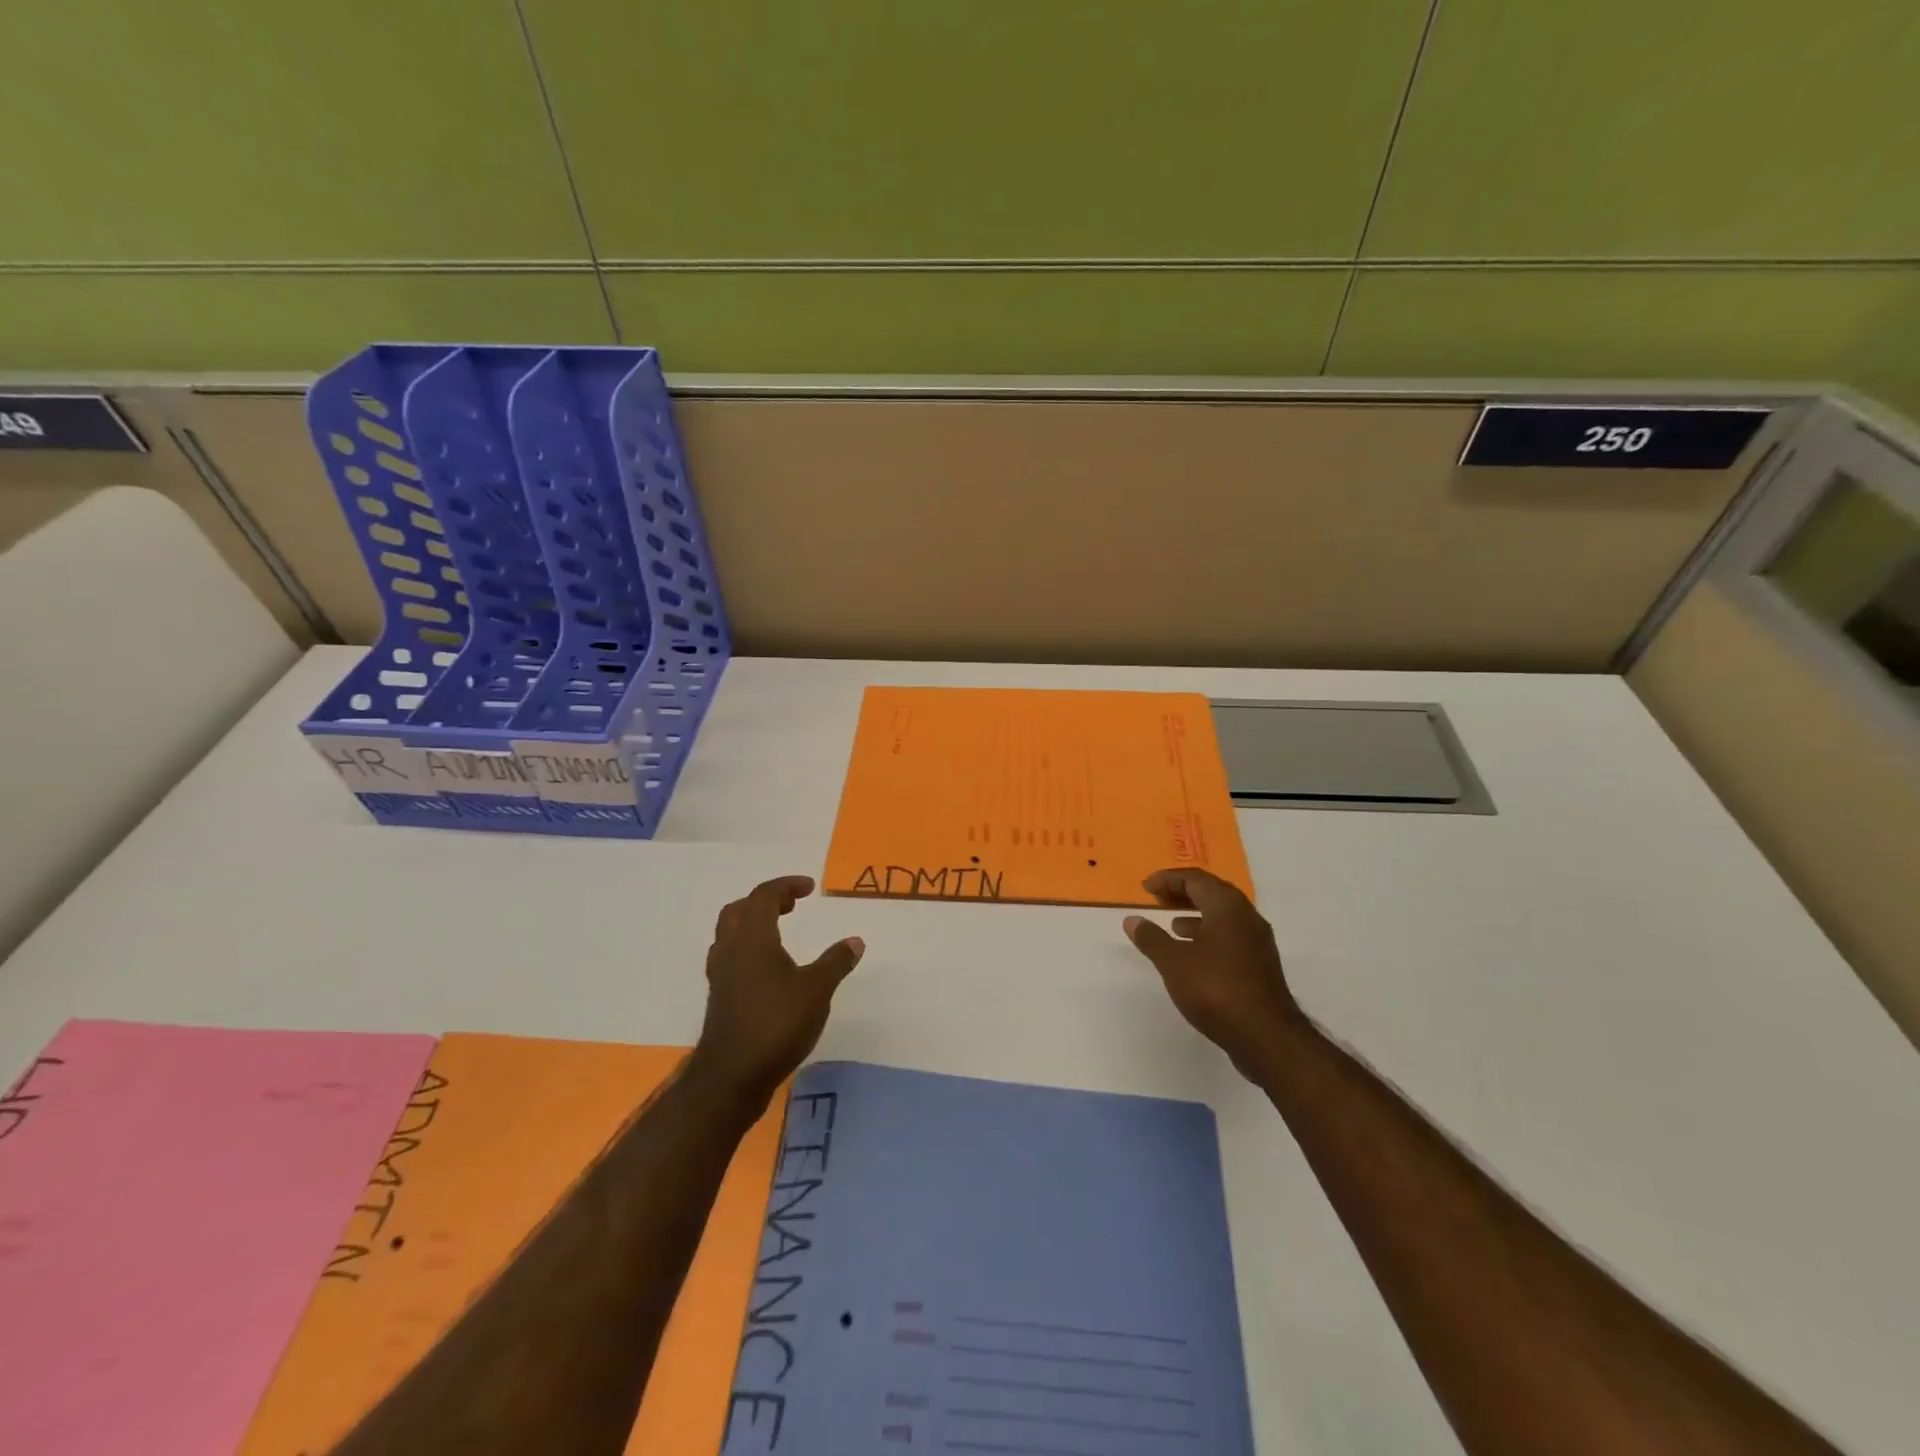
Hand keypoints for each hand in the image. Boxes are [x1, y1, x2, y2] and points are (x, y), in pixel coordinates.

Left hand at [690, 875, 863, 1109]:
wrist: (731, 1077)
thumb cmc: (776, 1024)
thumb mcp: (817, 990)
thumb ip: (836, 962)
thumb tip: (855, 940)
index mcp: (752, 939)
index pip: (763, 897)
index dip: (786, 886)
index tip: (810, 888)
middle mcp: (731, 950)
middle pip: (739, 910)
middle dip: (765, 901)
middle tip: (792, 905)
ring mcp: (721, 975)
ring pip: (730, 933)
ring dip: (754, 923)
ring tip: (781, 931)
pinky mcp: (720, 997)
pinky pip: (731, 957)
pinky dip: (749, 948)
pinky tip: (769, 967)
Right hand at [1123, 868, 1306, 1077]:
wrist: (1266, 1036)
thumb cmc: (1216, 989)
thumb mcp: (1173, 962)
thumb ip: (1151, 938)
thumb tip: (1132, 920)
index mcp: (1227, 907)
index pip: (1196, 879)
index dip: (1168, 879)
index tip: (1146, 887)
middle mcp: (1247, 917)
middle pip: (1212, 892)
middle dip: (1183, 892)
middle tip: (1158, 898)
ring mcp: (1258, 941)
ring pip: (1224, 915)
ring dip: (1197, 914)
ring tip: (1173, 924)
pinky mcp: (1261, 964)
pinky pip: (1231, 935)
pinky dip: (1209, 934)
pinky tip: (1194, 954)